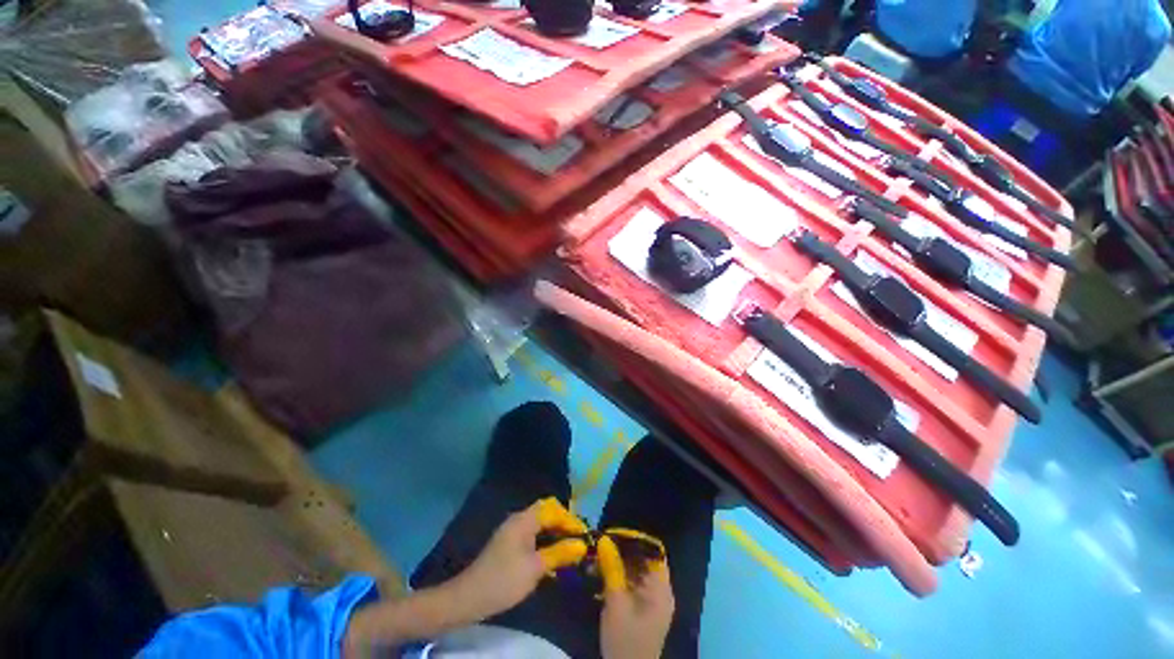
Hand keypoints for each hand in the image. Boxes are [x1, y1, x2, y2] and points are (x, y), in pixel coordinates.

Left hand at [452, 499, 587, 620]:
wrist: (469, 597)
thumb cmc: (504, 580)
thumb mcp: (535, 568)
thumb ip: (559, 553)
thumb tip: (581, 545)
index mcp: (525, 519)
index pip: (553, 509)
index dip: (570, 520)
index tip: (583, 535)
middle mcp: (519, 519)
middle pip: (546, 512)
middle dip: (563, 523)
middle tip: (578, 540)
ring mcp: (512, 530)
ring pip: (540, 523)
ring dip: (555, 532)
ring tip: (569, 548)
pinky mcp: (509, 543)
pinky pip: (533, 533)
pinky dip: (545, 539)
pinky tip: (552, 555)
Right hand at [599, 536, 674, 658]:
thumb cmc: (625, 640)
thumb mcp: (616, 604)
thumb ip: (612, 569)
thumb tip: (604, 539)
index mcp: (660, 589)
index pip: (654, 552)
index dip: (636, 540)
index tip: (616, 533)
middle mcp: (659, 591)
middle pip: (644, 560)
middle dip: (622, 550)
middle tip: (602, 543)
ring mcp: (651, 601)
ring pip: (635, 571)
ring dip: (617, 563)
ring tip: (597, 557)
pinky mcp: (641, 608)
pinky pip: (631, 584)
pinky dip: (617, 576)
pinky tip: (599, 573)